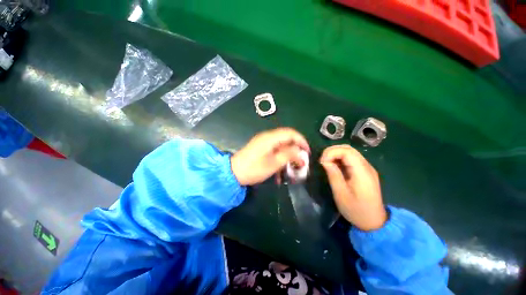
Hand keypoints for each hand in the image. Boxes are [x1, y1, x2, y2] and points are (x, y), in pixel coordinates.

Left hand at [231, 128, 309, 185]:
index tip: (307, 152)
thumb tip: (300, 152)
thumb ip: (288, 155)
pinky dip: (280, 157)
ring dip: (288, 155)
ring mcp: (263, 142)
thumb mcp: (273, 163)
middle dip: (295, 149)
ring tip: (291, 166)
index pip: (291, 133)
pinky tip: (280, 169)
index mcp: (271, 138)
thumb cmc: (254, 169)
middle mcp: (267, 136)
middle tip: (300, 160)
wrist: (233, 173)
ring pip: (281, 145)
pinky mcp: (260, 147)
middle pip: (286, 138)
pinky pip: (274, 149)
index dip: (301, 141)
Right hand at [320, 145, 386, 230]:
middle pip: (349, 149)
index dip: (331, 152)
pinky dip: (340, 159)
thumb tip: (325, 161)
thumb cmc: (356, 210)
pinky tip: (334, 166)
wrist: (374, 222)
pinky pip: (351, 159)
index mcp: (362, 172)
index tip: (322, 162)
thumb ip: (333, 175)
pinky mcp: (364, 171)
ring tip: (326, 163)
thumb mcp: (341, 194)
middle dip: (332, 151)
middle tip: (322, 161)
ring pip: (349, 152)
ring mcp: (366, 168)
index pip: (347, 152)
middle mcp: (366, 166)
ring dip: (335, 154)